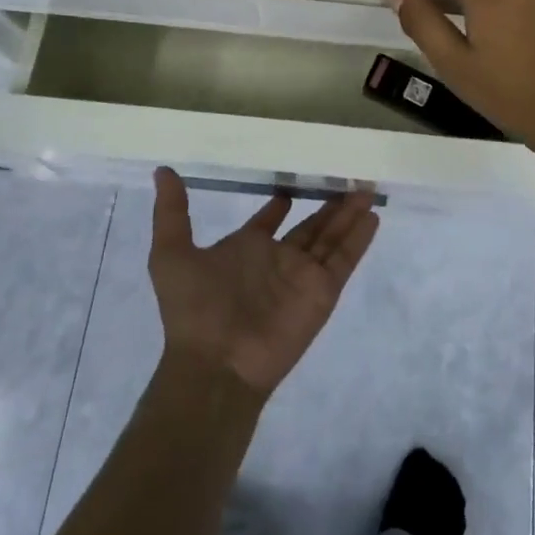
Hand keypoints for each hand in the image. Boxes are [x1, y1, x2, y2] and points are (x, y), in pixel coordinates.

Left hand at [148, 169, 379, 395]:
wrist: (216, 363)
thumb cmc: (194, 309)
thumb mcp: (172, 255)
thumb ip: (172, 212)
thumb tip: (163, 171)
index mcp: (247, 249)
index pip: (269, 222)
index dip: (279, 206)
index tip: (289, 187)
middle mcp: (278, 260)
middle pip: (311, 226)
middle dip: (329, 205)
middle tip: (348, 178)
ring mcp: (303, 276)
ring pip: (332, 236)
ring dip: (349, 213)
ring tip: (367, 187)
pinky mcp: (322, 291)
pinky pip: (344, 259)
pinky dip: (359, 238)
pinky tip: (372, 216)